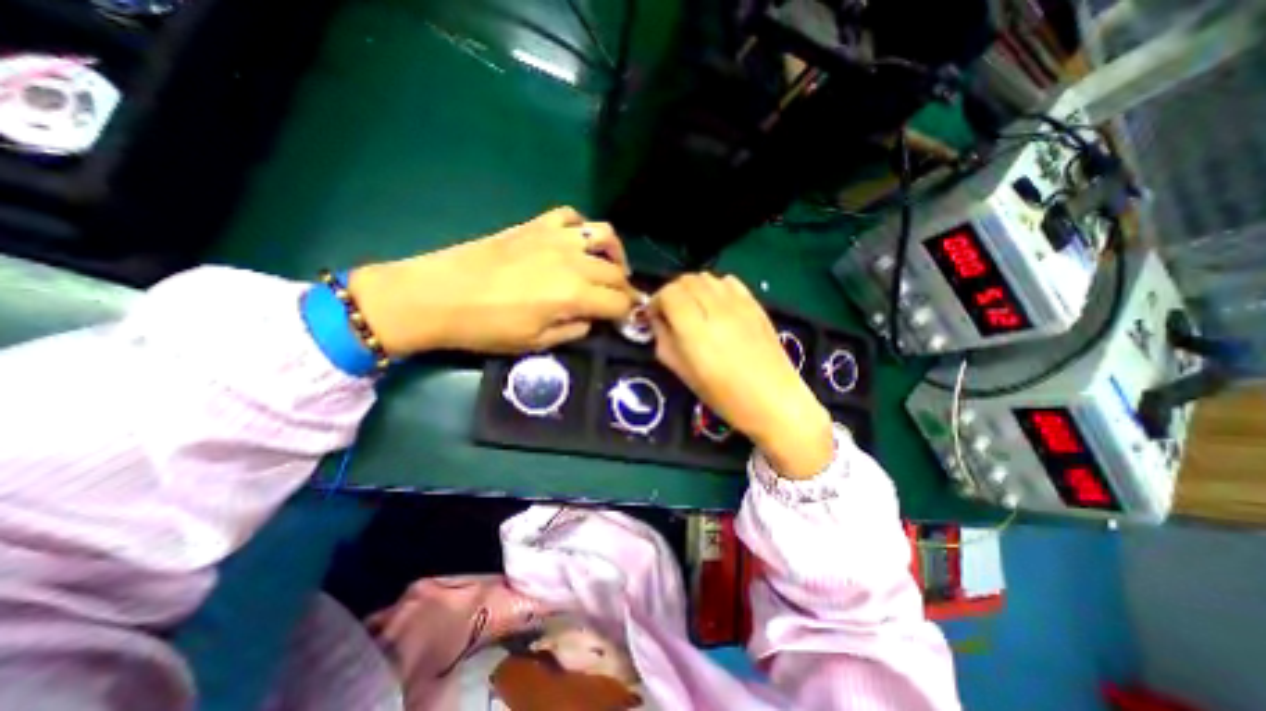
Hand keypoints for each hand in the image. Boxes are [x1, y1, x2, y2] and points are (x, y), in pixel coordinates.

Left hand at [343, 209, 637, 358]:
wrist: (439, 295)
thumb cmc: (487, 327)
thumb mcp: (535, 342)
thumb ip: (572, 330)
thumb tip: (590, 319)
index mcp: (574, 294)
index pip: (619, 301)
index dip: (628, 312)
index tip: (628, 318)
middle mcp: (573, 261)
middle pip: (616, 271)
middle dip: (625, 288)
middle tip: (620, 299)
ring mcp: (555, 237)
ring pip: (604, 234)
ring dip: (615, 253)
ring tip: (610, 266)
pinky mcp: (536, 225)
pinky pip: (572, 217)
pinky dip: (582, 229)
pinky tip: (577, 243)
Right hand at [646, 276, 838, 480]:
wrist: (774, 400)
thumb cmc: (724, 395)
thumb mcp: (683, 373)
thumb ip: (664, 341)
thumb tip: (657, 320)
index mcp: (695, 329)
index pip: (669, 293)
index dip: (657, 301)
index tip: (655, 317)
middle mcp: (716, 308)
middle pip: (686, 280)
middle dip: (673, 292)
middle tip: (671, 313)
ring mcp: (739, 303)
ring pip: (706, 277)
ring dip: (693, 288)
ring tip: (693, 309)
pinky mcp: (755, 304)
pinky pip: (729, 281)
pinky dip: (715, 287)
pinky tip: (716, 305)